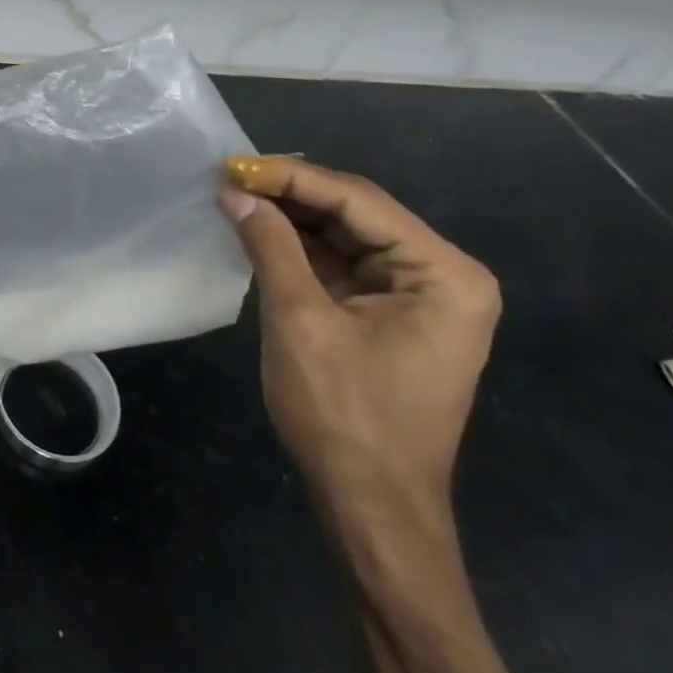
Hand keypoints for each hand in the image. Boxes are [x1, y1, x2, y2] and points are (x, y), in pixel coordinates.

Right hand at [220, 156, 499, 511]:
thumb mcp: (300, 321)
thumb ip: (271, 246)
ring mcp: (418, 294)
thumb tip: (234, 191)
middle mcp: (441, 274)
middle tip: (229, 176)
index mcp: (443, 273)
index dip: (292, 177)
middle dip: (290, 193)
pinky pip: (341, 262)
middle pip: (355, 211)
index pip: (359, 200)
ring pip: (345, 233)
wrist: (372, 508)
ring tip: (235, 195)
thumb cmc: (344, 416)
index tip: (233, 164)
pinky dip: (298, 246)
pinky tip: (258, 228)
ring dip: (290, 216)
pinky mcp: (390, 311)